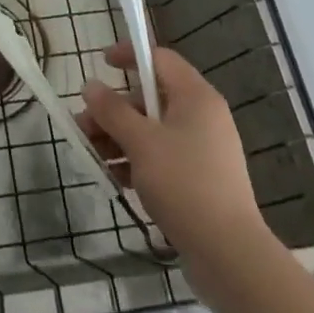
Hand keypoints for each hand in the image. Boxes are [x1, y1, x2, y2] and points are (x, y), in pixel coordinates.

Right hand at [78, 42, 271, 288]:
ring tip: (91, 154)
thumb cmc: (184, 184)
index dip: (130, 56)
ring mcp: (203, 151)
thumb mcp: (141, 142)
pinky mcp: (201, 181)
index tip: (101, 64)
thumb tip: (90, 86)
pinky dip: (137, 161)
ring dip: (120, 138)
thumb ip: (112, 111)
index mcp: (196, 97)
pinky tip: (114, 178)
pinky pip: (162, 158)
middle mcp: (203, 117)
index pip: (160, 59)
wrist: (230, 256)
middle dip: (114, 110)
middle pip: (151, 98)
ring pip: (153, 131)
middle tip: (84, 124)